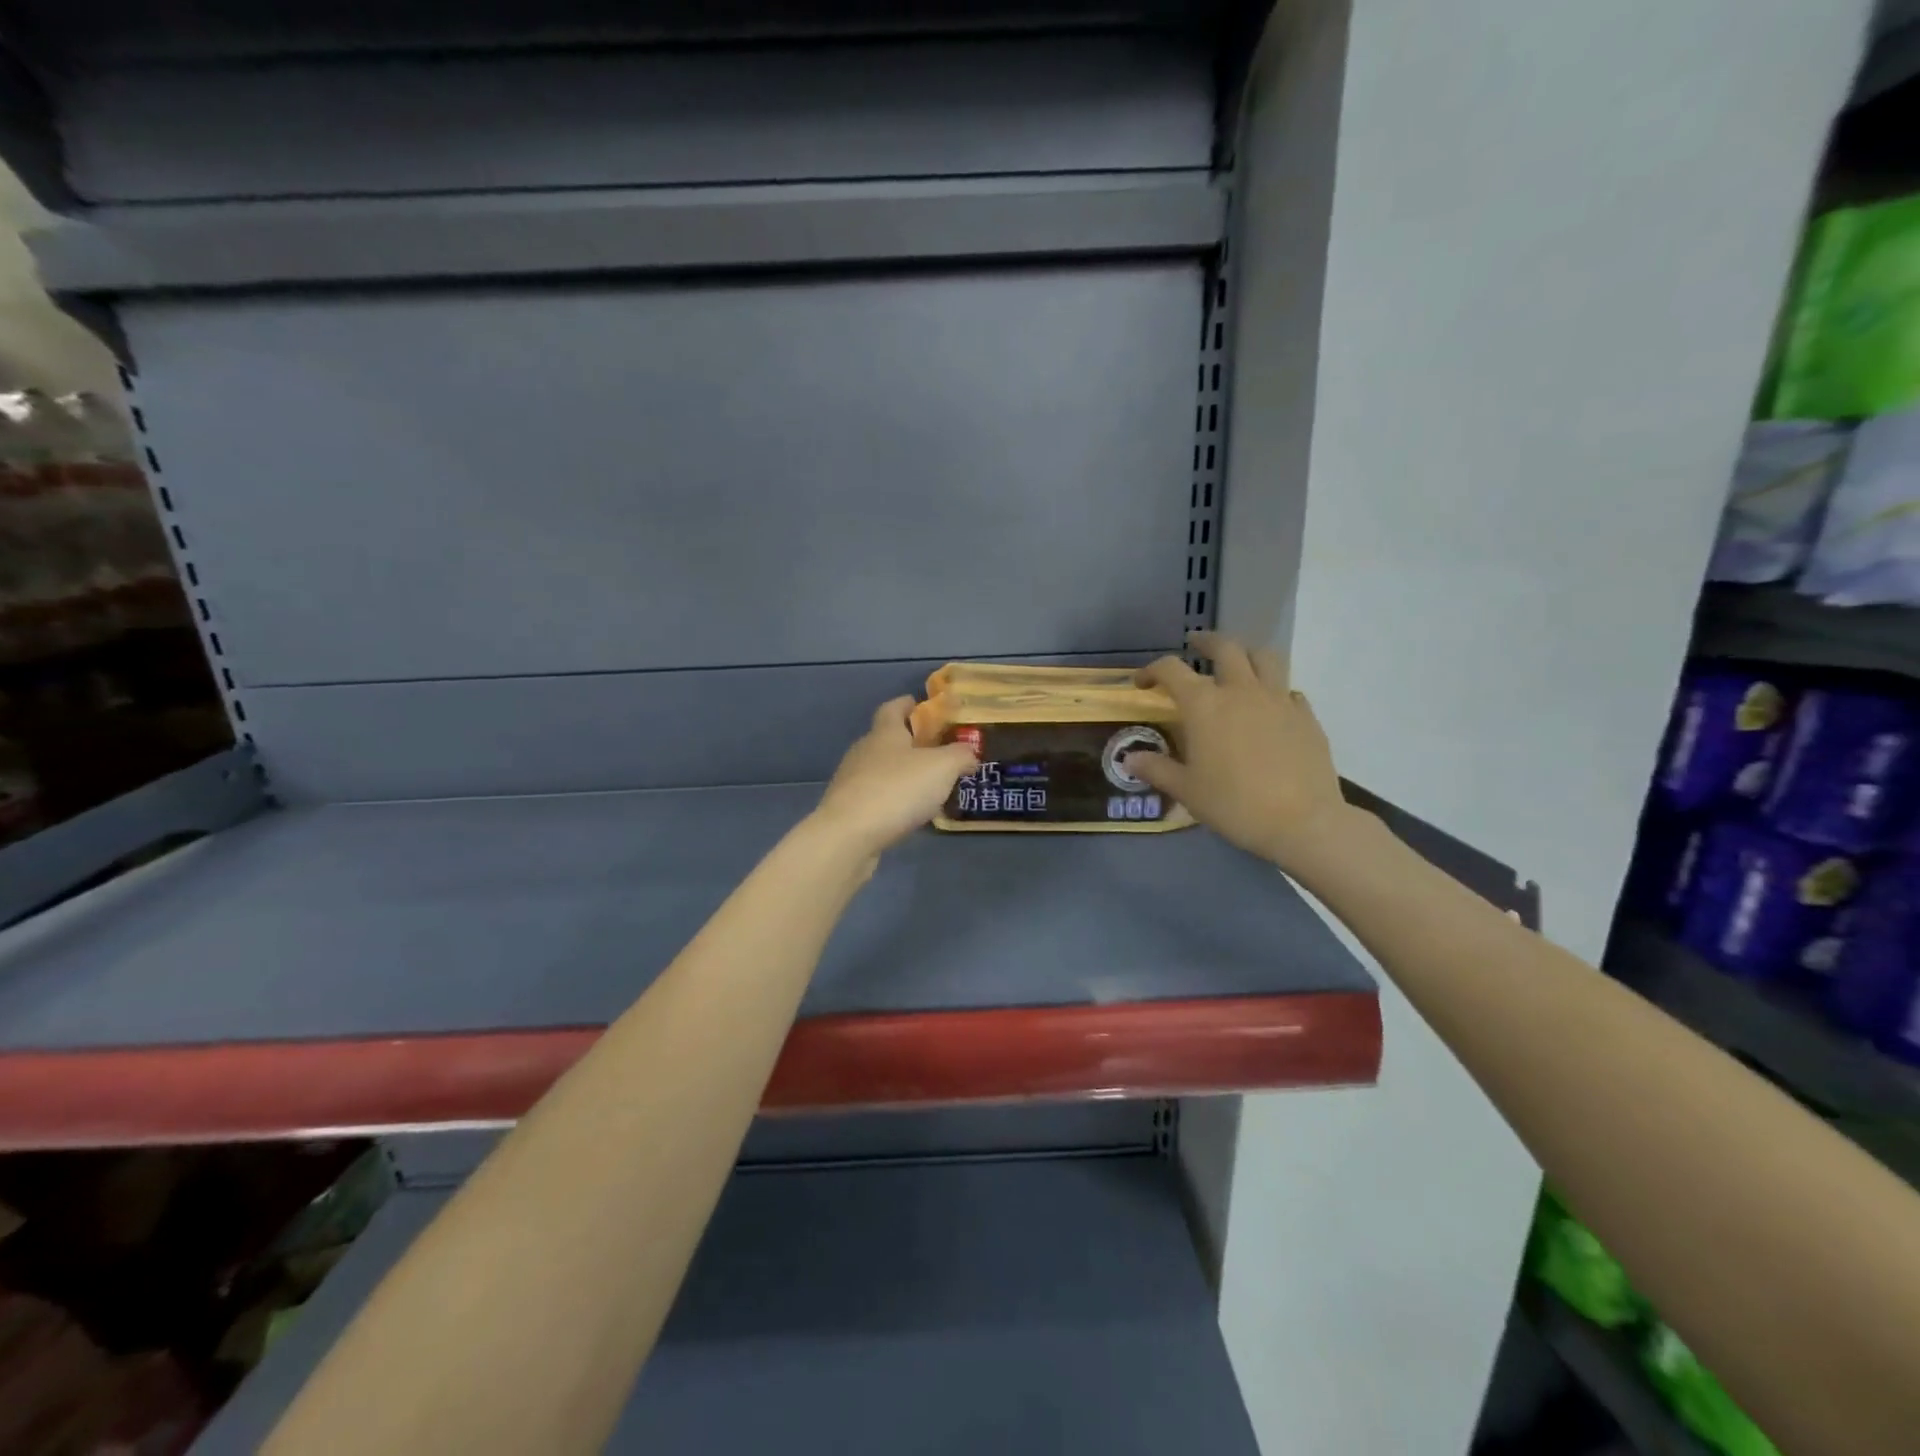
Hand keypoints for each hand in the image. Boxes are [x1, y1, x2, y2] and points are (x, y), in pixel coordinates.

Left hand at [808, 697, 977, 859]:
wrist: (849, 835)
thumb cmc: (897, 789)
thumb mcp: (942, 767)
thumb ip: (960, 756)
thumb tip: (969, 754)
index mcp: (884, 732)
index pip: (893, 707)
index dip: (908, 704)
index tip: (924, 706)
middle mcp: (864, 750)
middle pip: (887, 738)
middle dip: (910, 742)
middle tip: (938, 752)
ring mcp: (852, 780)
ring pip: (881, 769)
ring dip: (902, 774)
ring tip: (928, 787)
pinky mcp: (848, 809)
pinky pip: (876, 796)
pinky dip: (893, 799)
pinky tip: (909, 813)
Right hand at [1127, 632, 1349, 869]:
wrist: (1302, 821)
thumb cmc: (1233, 804)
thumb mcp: (1186, 790)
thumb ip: (1156, 769)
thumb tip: (1129, 759)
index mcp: (1204, 705)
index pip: (1171, 670)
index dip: (1152, 670)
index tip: (1142, 682)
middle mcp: (1241, 691)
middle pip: (1225, 648)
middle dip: (1206, 642)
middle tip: (1194, 645)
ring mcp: (1278, 700)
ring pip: (1264, 657)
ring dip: (1246, 653)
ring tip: (1237, 663)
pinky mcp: (1306, 716)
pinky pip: (1288, 690)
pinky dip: (1274, 689)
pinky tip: (1269, 707)